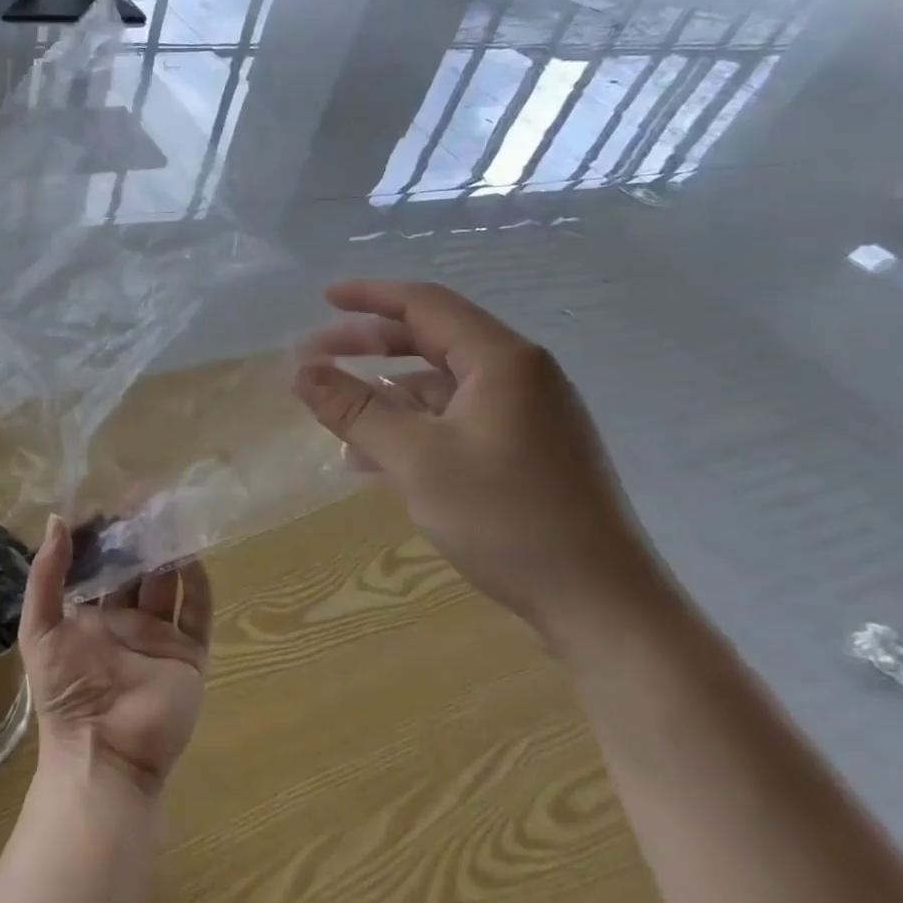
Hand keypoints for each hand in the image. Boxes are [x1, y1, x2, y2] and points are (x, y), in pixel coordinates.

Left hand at [20, 516, 212, 795]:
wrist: (103, 753)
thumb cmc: (65, 691)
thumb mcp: (39, 628)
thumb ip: (46, 575)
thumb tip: (56, 519)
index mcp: (90, 615)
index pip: (100, 565)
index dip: (105, 537)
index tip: (110, 501)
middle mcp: (126, 621)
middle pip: (137, 570)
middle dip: (140, 538)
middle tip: (147, 501)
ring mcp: (158, 638)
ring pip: (168, 585)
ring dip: (170, 553)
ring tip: (172, 518)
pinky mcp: (187, 655)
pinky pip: (197, 614)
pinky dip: (198, 586)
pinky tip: (192, 558)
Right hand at [291, 279, 663, 643]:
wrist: (603, 606)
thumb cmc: (506, 519)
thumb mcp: (416, 460)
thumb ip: (354, 410)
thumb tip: (300, 372)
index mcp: (502, 362)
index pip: (426, 305)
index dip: (369, 297)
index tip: (322, 298)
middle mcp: (520, 375)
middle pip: (431, 339)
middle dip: (369, 345)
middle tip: (315, 357)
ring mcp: (528, 414)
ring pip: (440, 385)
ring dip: (385, 394)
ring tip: (336, 418)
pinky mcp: (527, 449)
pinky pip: (455, 419)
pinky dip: (412, 426)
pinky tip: (374, 459)